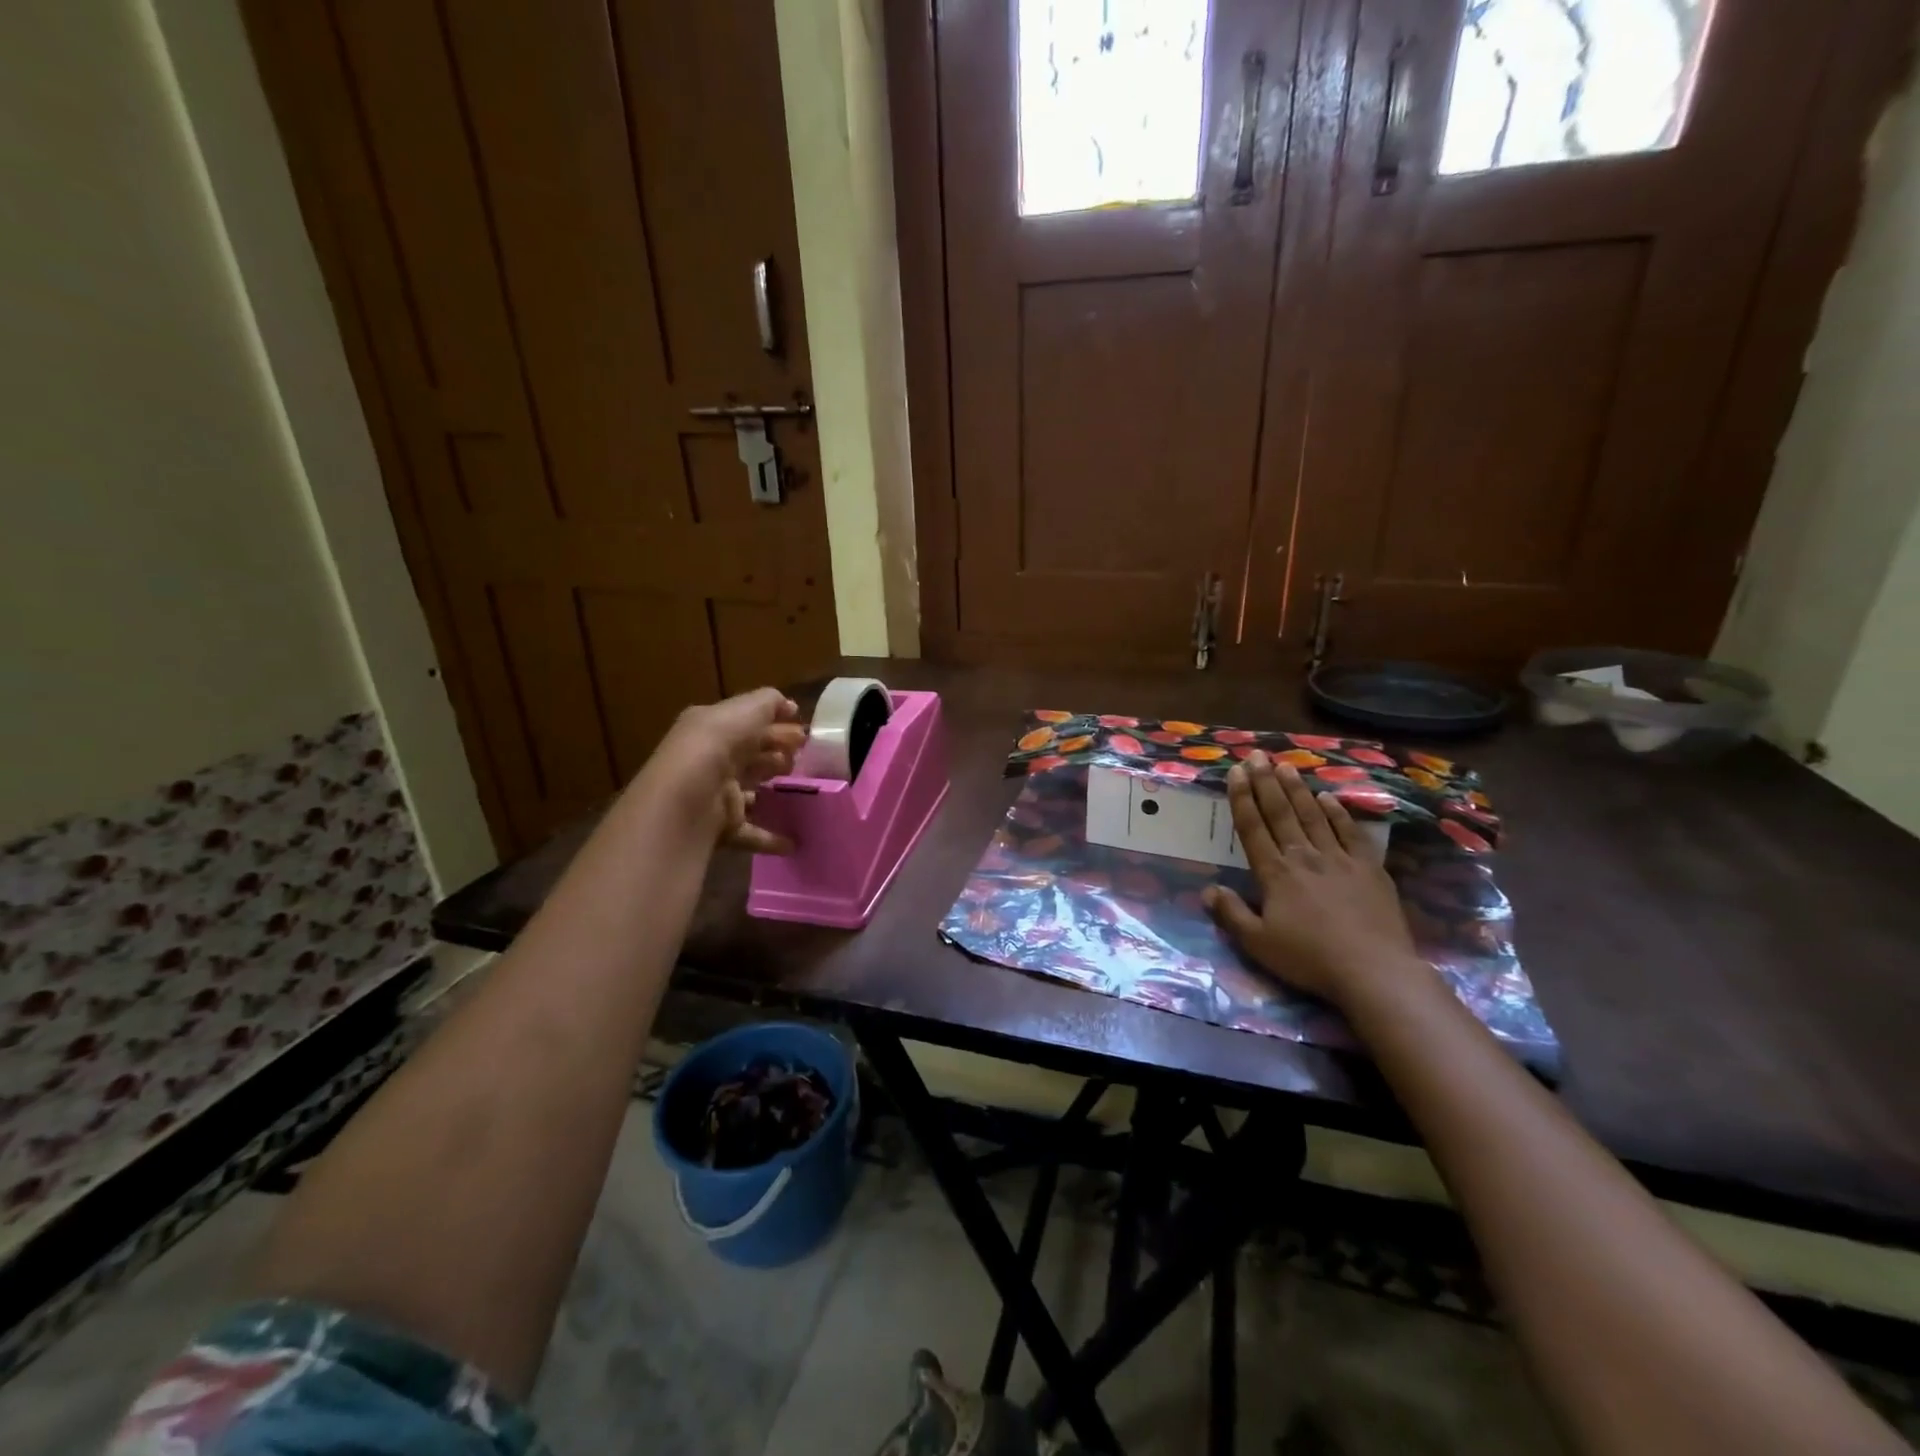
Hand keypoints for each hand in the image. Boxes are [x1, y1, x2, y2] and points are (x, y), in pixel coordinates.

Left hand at [646, 688, 807, 853]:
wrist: (689, 795)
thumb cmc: (718, 744)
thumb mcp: (746, 709)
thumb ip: (769, 702)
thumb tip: (789, 706)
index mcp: (711, 727)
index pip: (747, 722)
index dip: (776, 723)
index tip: (804, 732)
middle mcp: (710, 759)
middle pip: (750, 754)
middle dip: (778, 752)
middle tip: (804, 757)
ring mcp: (715, 794)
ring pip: (750, 789)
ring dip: (774, 789)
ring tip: (802, 789)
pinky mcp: (721, 826)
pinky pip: (750, 831)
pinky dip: (771, 836)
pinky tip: (793, 841)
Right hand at [1202, 750, 1423, 1007]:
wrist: (1374, 971)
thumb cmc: (1310, 959)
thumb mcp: (1258, 943)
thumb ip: (1231, 914)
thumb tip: (1207, 890)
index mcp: (1275, 874)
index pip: (1252, 827)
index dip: (1242, 797)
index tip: (1236, 771)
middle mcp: (1304, 857)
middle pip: (1281, 813)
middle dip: (1267, 782)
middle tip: (1258, 755)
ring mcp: (1339, 859)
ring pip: (1314, 816)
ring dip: (1298, 789)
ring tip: (1286, 766)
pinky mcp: (1370, 869)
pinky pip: (1351, 833)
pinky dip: (1339, 813)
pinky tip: (1329, 798)